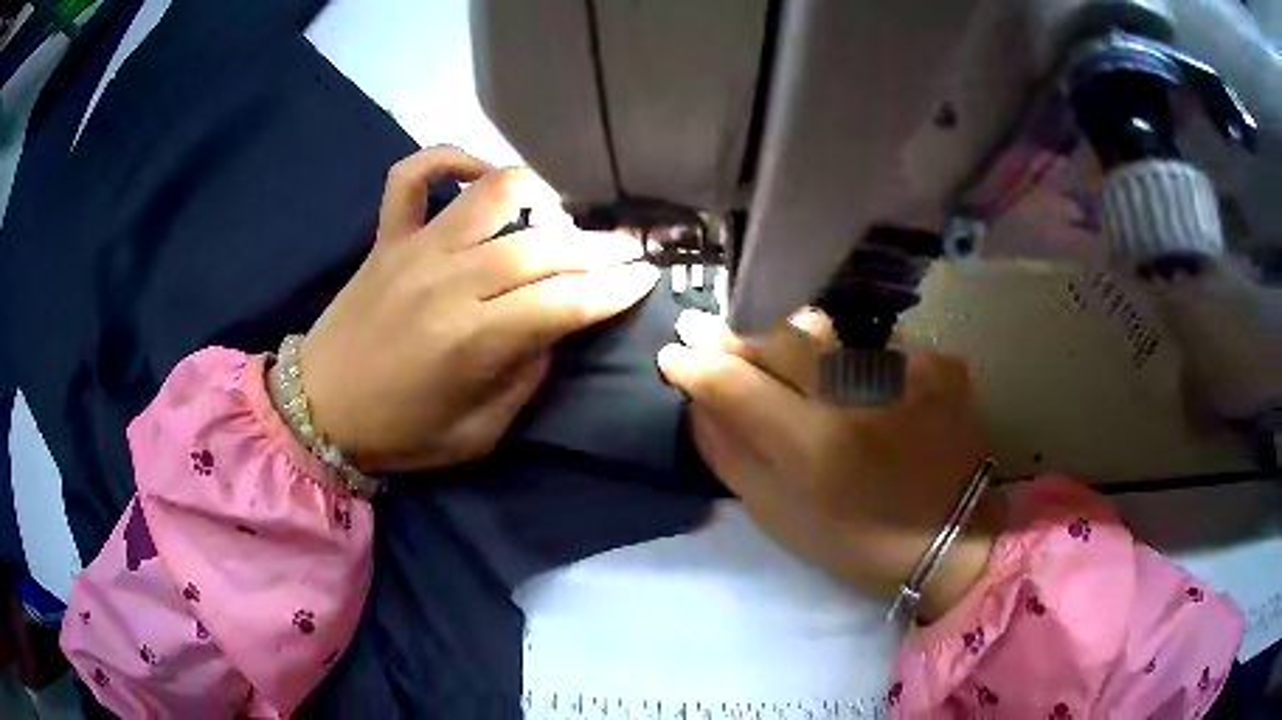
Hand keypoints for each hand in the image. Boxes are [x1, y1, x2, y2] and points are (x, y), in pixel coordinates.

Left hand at [300, 146, 659, 471]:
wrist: (318, 410)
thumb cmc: (399, 434)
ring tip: (560, 213)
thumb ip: (524, 378)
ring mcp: (415, 248)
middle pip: (542, 246)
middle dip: (598, 246)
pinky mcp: (387, 237)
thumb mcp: (477, 434)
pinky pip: (412, 175)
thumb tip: (552, 329)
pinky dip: (448, 160)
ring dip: (539, 193)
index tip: (646, 277)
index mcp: (473, 340)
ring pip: (491, 192)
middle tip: (628, 248)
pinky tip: (475, 175)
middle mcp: (449, 280)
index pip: (565, 302)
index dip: (615, 289)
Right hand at [658, 310, 997, 619]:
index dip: (697, 364)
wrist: (954, 539)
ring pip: (828, 334)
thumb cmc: (859, 544)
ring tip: (781, 355)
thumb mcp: (782, 518)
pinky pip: (876, 346)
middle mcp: (862, 395)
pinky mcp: (939, 364)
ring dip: (794, 341)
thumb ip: (734, 457)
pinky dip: (855, 361)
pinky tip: (861, 385)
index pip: (736, 383)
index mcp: (816, 446)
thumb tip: (699, 405)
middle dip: (736, 336)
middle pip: (779, 340)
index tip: (673, 353)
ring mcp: (907, 370)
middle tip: (708, 330)